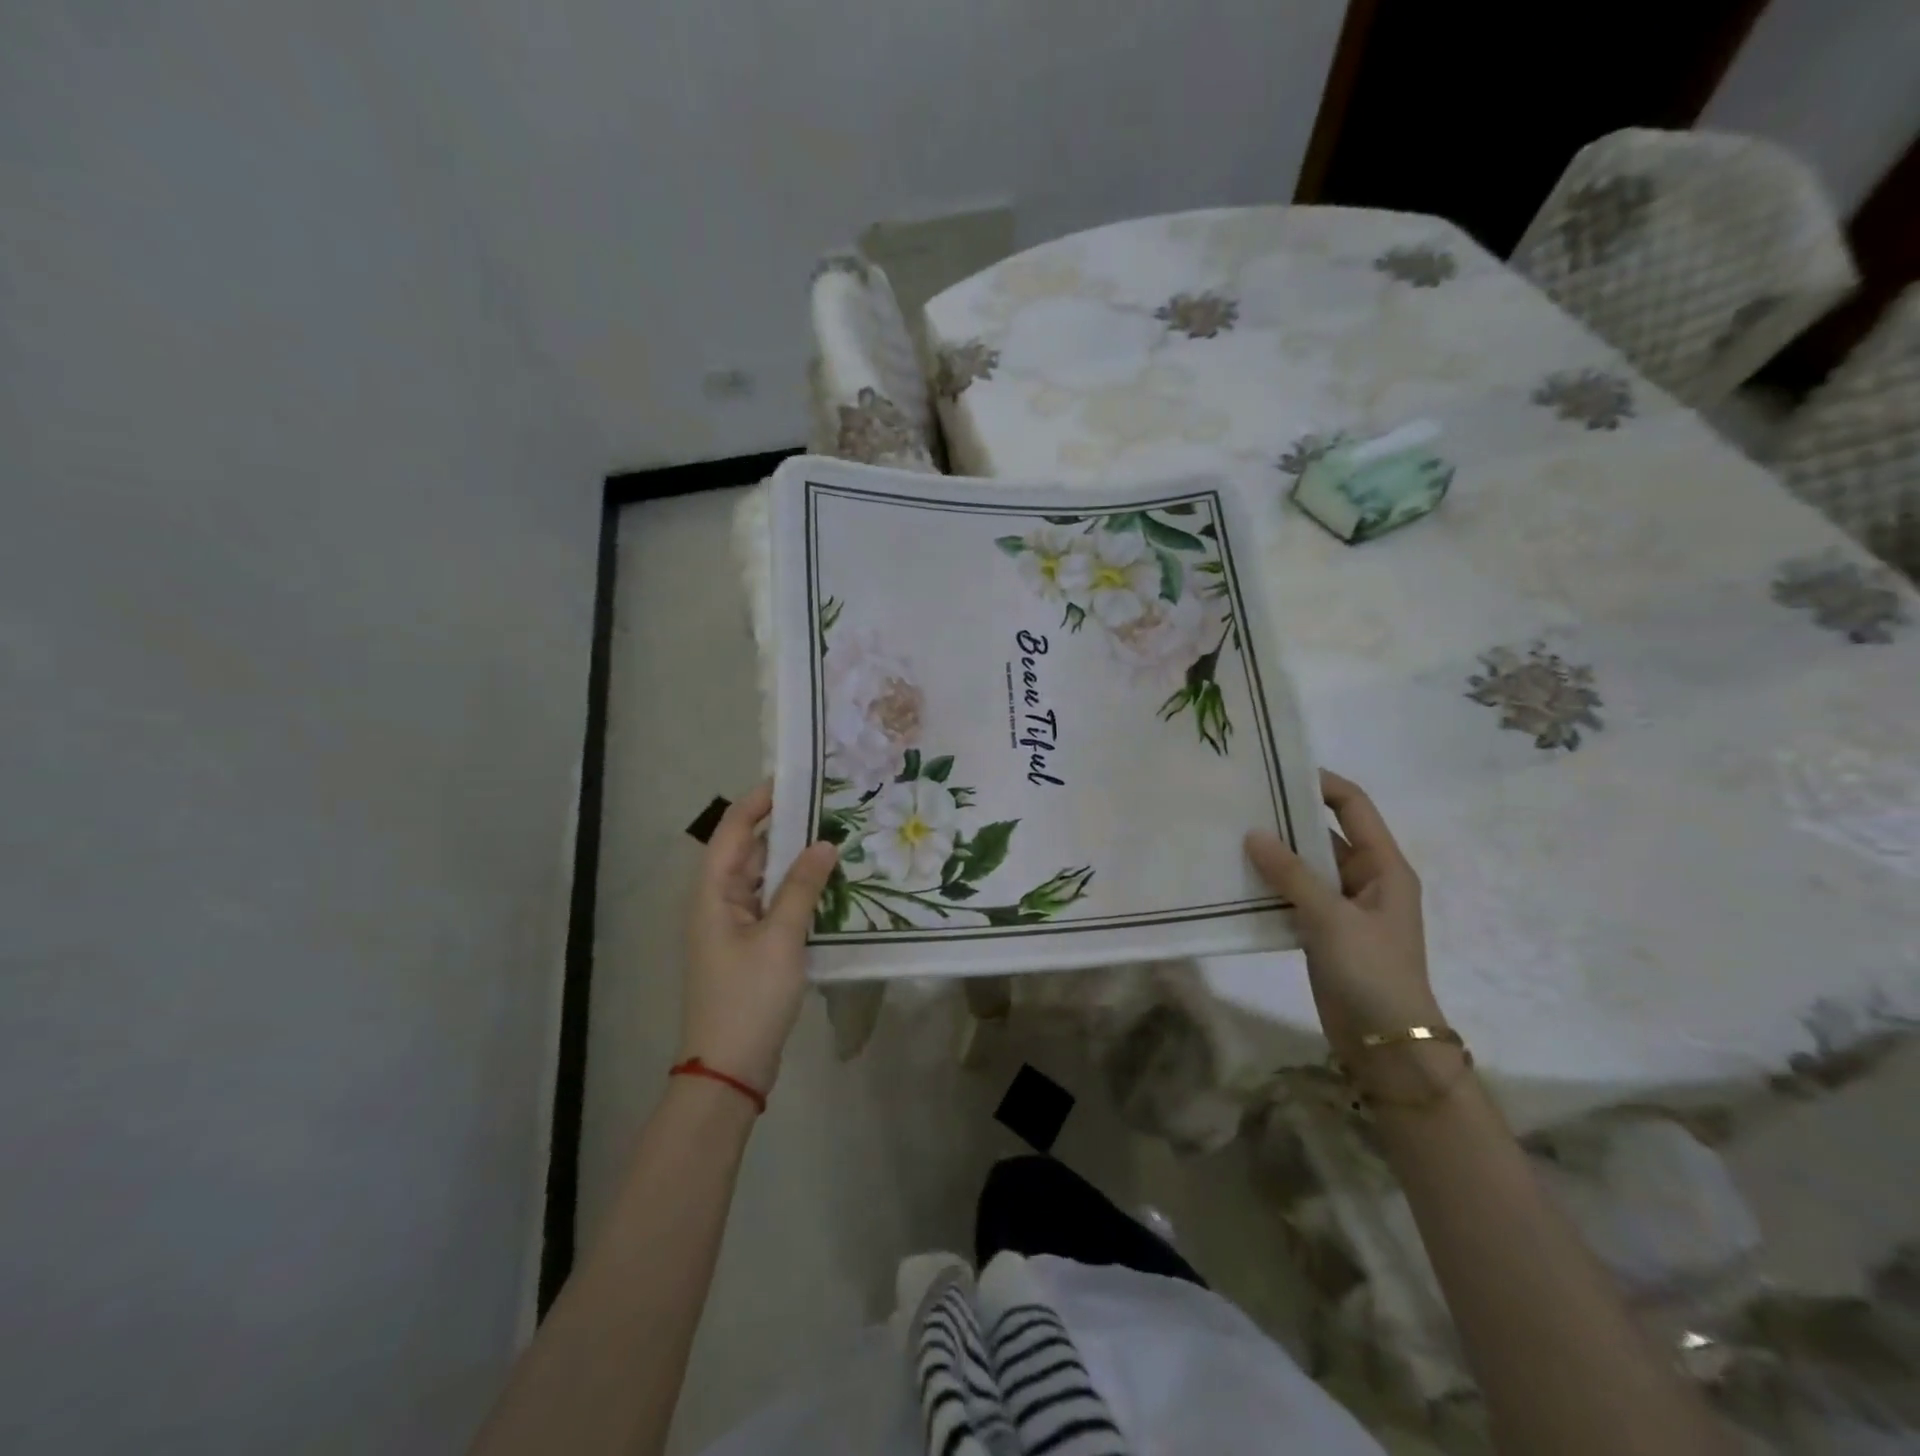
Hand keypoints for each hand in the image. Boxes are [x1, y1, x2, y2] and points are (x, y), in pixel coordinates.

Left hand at [681, 782, 838, 1093]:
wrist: (729, 1069)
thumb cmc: (749, 996)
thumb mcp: (780, 938)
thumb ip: (802, 888)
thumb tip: (824, 844)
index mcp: (713, 892)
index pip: (733, 828)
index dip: (760, 800)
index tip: (798, 779)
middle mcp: (719, 901)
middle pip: (751, 851)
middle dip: (787, 828)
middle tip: (831, 808)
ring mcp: (735, 926)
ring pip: (766, 880)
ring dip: (796, 862)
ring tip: (838, 839)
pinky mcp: (751, 948)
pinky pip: (775, 906)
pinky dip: (799, 893)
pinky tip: (831, 888)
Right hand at [1245, 770, 1441, 1058]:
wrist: (1386, 1044)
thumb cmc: (1372, 972)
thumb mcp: (1333, 918)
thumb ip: (1292, 874)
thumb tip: (1253, 833)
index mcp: (1383, 866)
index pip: (1354, 807)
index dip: (1321, 783)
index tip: (1277, 769)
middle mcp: (1364, 878)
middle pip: (1323, 833)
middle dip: (1286, 817)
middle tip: (1239, 802)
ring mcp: (1342, 906)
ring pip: (1304, 866)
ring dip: (1273, 853)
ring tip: (1227, 834)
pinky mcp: (1321, 930)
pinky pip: (1293, 895)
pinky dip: (1269, 885)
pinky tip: (1235, 878)